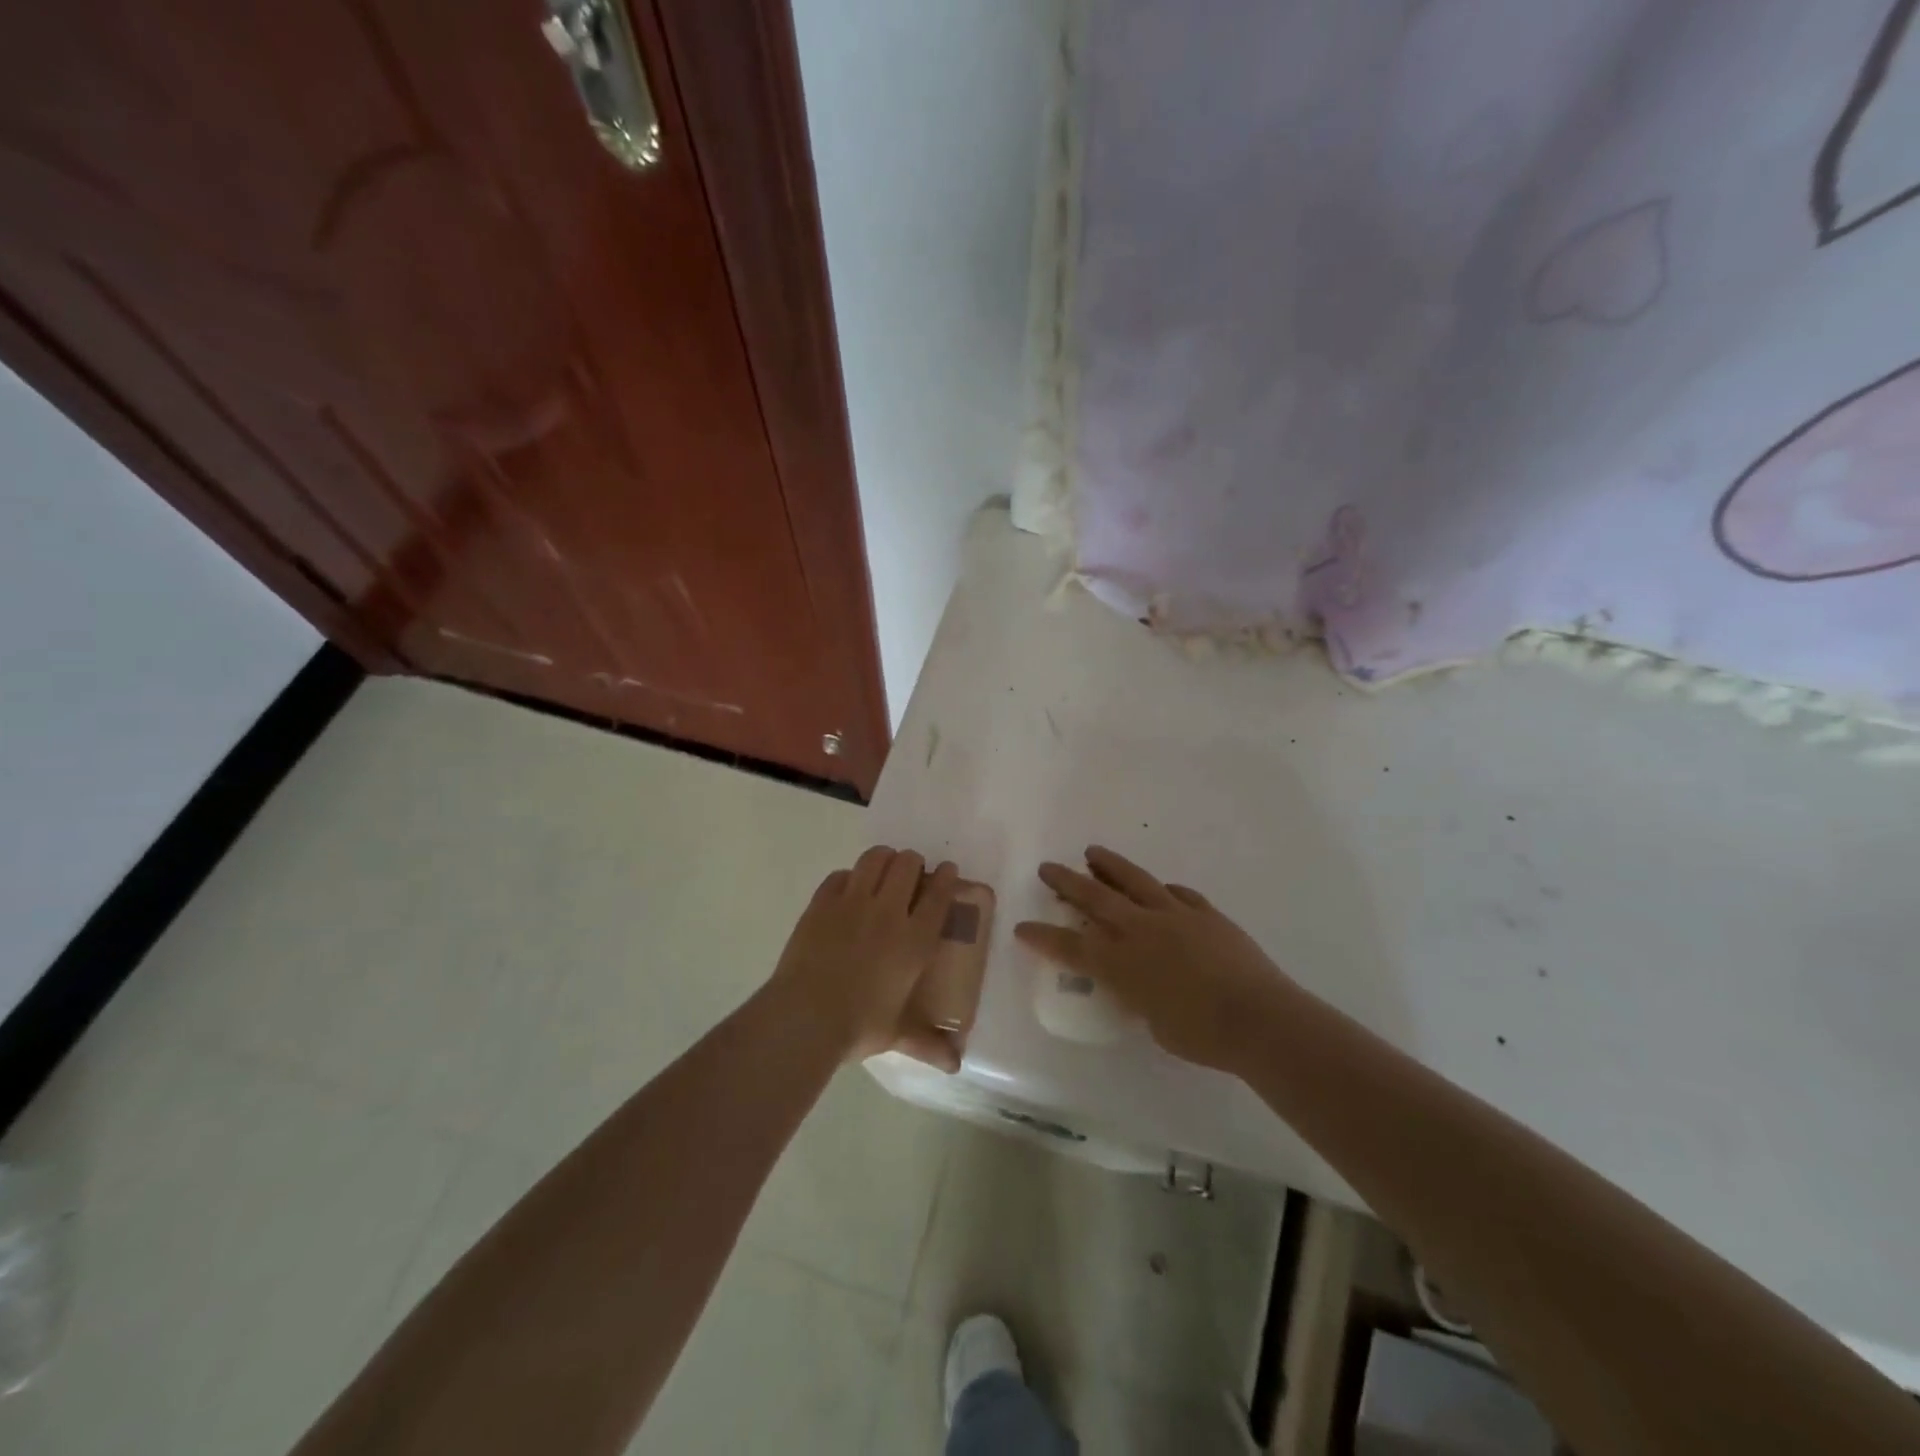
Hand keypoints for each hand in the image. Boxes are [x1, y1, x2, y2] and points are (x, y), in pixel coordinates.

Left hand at [768, 846, 961, 1067]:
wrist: (806, 1016)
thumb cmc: (859, 1026)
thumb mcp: (898, 1034)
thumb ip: (928, 1044)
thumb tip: (955, 1065)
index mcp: (914, 940)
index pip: (938, 894)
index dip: (945, 877)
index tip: (947, 871)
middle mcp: (888, 912)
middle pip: (907, 864)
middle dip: (913, 863)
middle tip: (910, 876)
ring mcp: (852, 902)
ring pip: (874, 859)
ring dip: (883, 859)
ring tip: (882, 870)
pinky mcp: (821, 903)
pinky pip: (839, 875)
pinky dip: (848, 877)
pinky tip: (847, 890)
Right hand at [1014, 847, 1292, 1073]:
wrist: (1258, 1018)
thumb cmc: (1202, 1036)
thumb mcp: (1155, 1024)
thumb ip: (1140, 998)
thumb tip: (1140, 987)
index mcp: (1122, 964)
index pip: (1071, 947)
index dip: (1043, 937)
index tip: (1022, 926)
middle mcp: (1141, 931)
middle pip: (1095, 899)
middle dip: (1067, 882)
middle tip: (1048, 867)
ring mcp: (1175, 916)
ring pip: (1134, 881)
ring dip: (1109, 866)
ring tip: (1093, 852)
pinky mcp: (1205, 913)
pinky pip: (1178, 893)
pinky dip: (1163, 889)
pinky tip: (1159, 888)